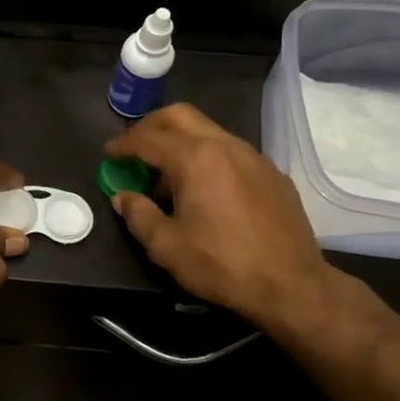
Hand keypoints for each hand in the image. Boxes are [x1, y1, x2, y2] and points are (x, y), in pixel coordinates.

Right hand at [105, 103, 336, 333]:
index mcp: (195, 158)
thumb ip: (138, 214)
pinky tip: (204, 189)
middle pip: (180, 116)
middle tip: (134, 148)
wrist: (291, 285)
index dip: (123, 145)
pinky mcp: (272, 174)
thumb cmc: (221, 264)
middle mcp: (225, 145)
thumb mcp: (166, 246)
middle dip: (150, 126)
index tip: (108, 154)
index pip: (148, 139)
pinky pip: (231, 151)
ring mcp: (253, 157)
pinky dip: (207, 157)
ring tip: (166, 175)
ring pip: (208, 131)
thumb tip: (123, 197)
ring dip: (180, 142)